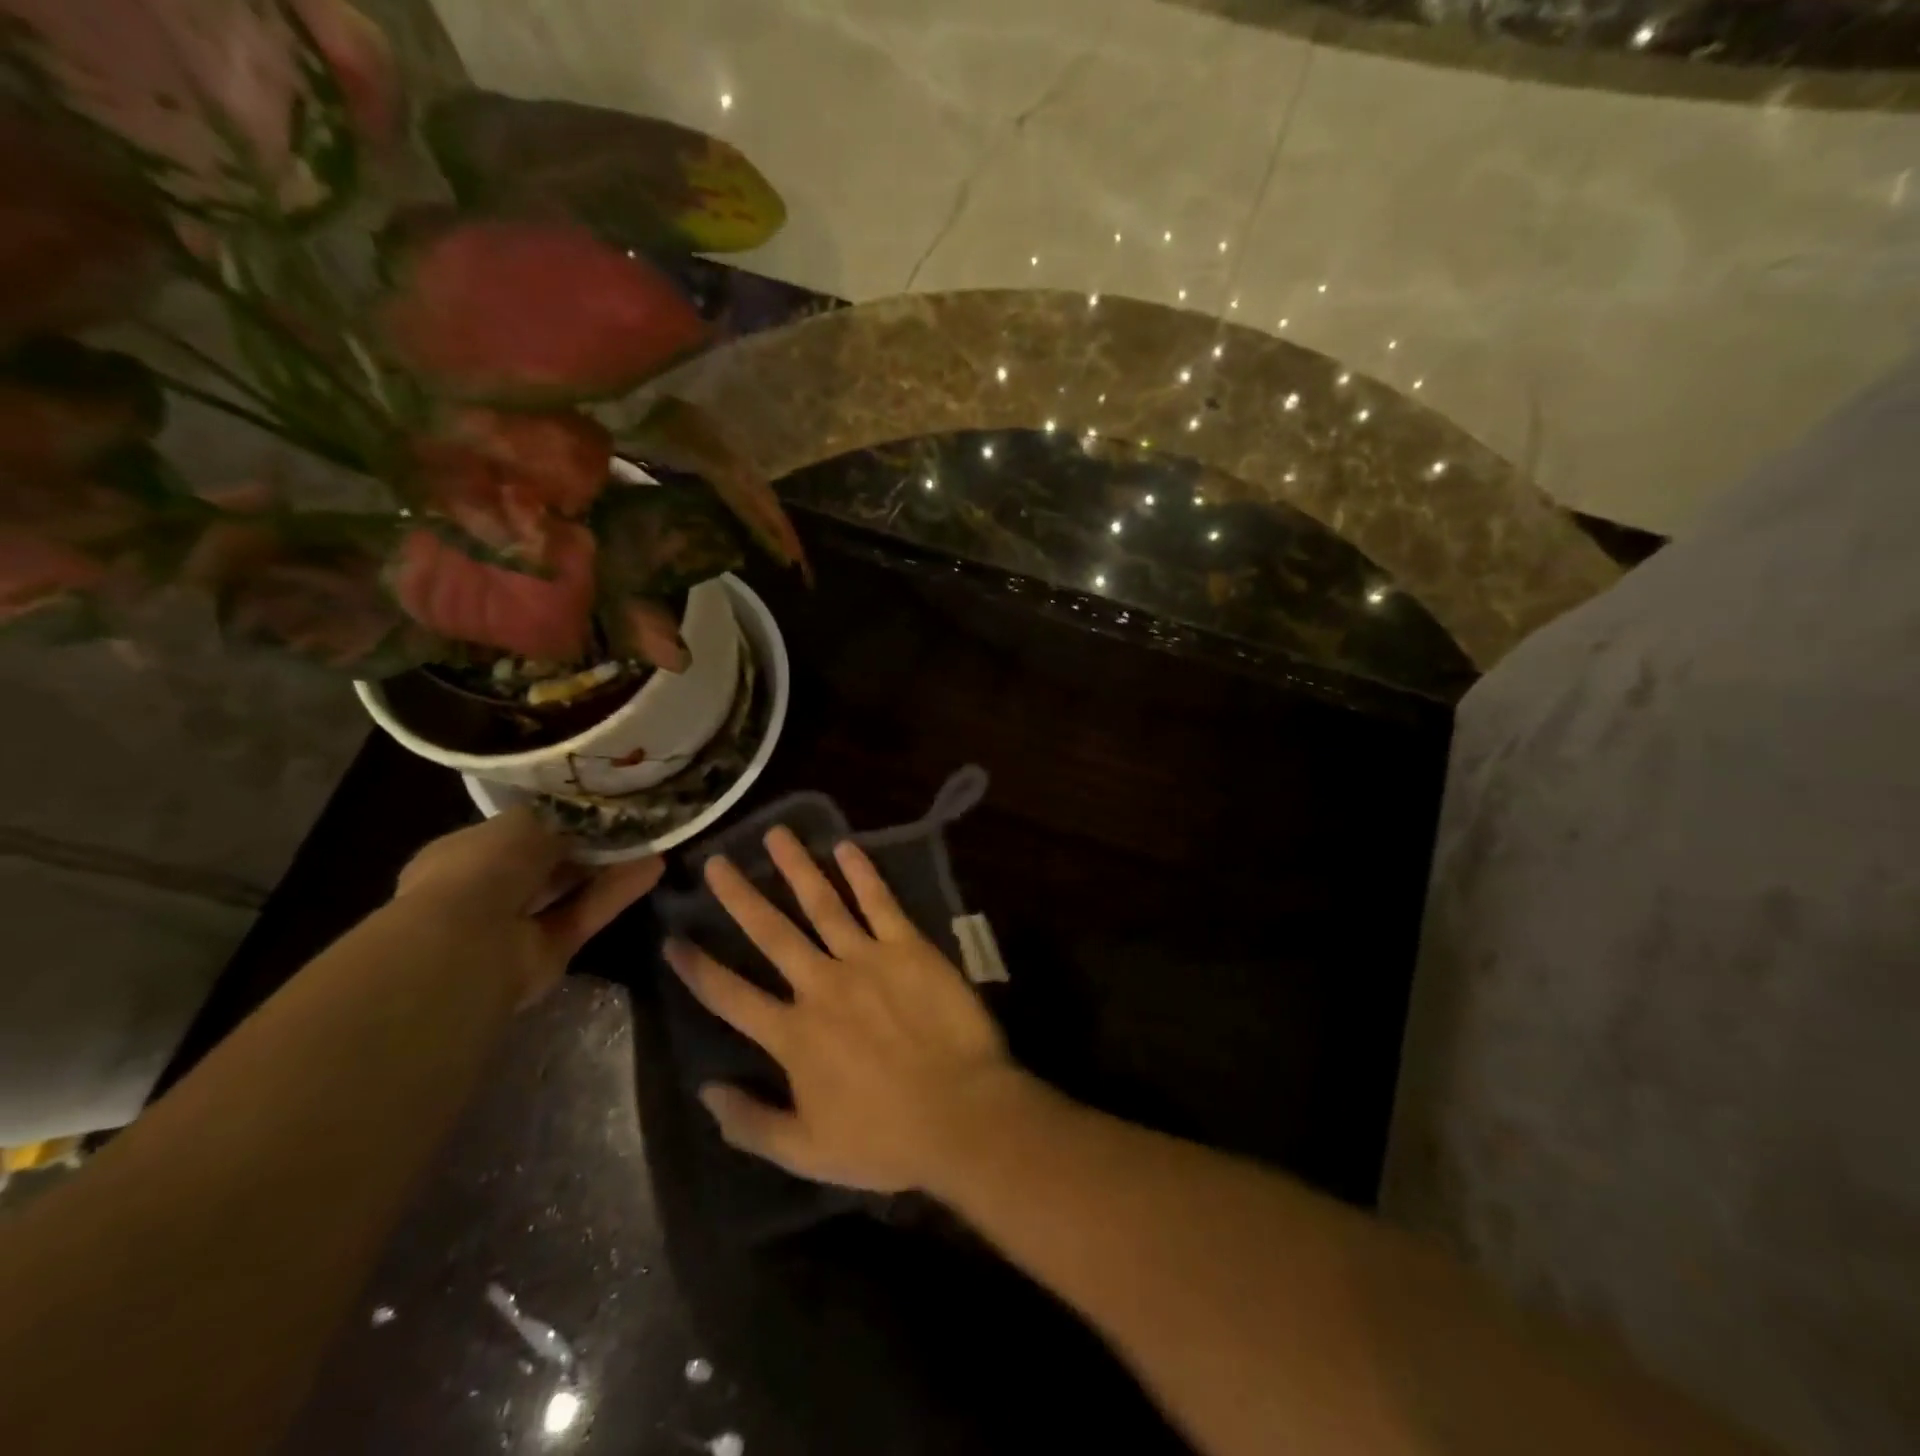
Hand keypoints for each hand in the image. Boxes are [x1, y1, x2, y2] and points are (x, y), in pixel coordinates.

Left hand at [394, 808, 662, 1006]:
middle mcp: (489, 888)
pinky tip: (654, 866)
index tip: (601, 803)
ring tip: (654, 839)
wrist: (468, 947)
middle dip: (590, 843)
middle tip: (635, 821)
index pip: (520, 830)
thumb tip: (590, 816)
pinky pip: (586, 914)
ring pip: (572, 888)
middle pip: (550, 862)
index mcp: (467, 852)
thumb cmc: (483, 869)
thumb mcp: (525, 822)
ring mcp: (517, 925)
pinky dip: (617, 892)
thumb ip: (561, 818)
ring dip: (611, 866)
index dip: (560, 817)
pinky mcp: (549, 951)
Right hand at [664, 826, 1022, 1193]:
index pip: (731, 996)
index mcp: (793, 1035)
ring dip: (795, 868)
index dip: (698, 969)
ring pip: (821, 904)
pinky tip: (845, 846)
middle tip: (716, 862)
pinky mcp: (908, 947)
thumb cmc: (886, 1140)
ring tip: (775, 835)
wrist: (962, 1113)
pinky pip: (880, 902)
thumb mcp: (807, 1151)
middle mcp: (821, 986)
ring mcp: (866, 960)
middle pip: (771, 934)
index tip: (672, 940)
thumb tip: (705, 1091)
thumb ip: (751, 1123)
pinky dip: (862, 873)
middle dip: (739, 897)